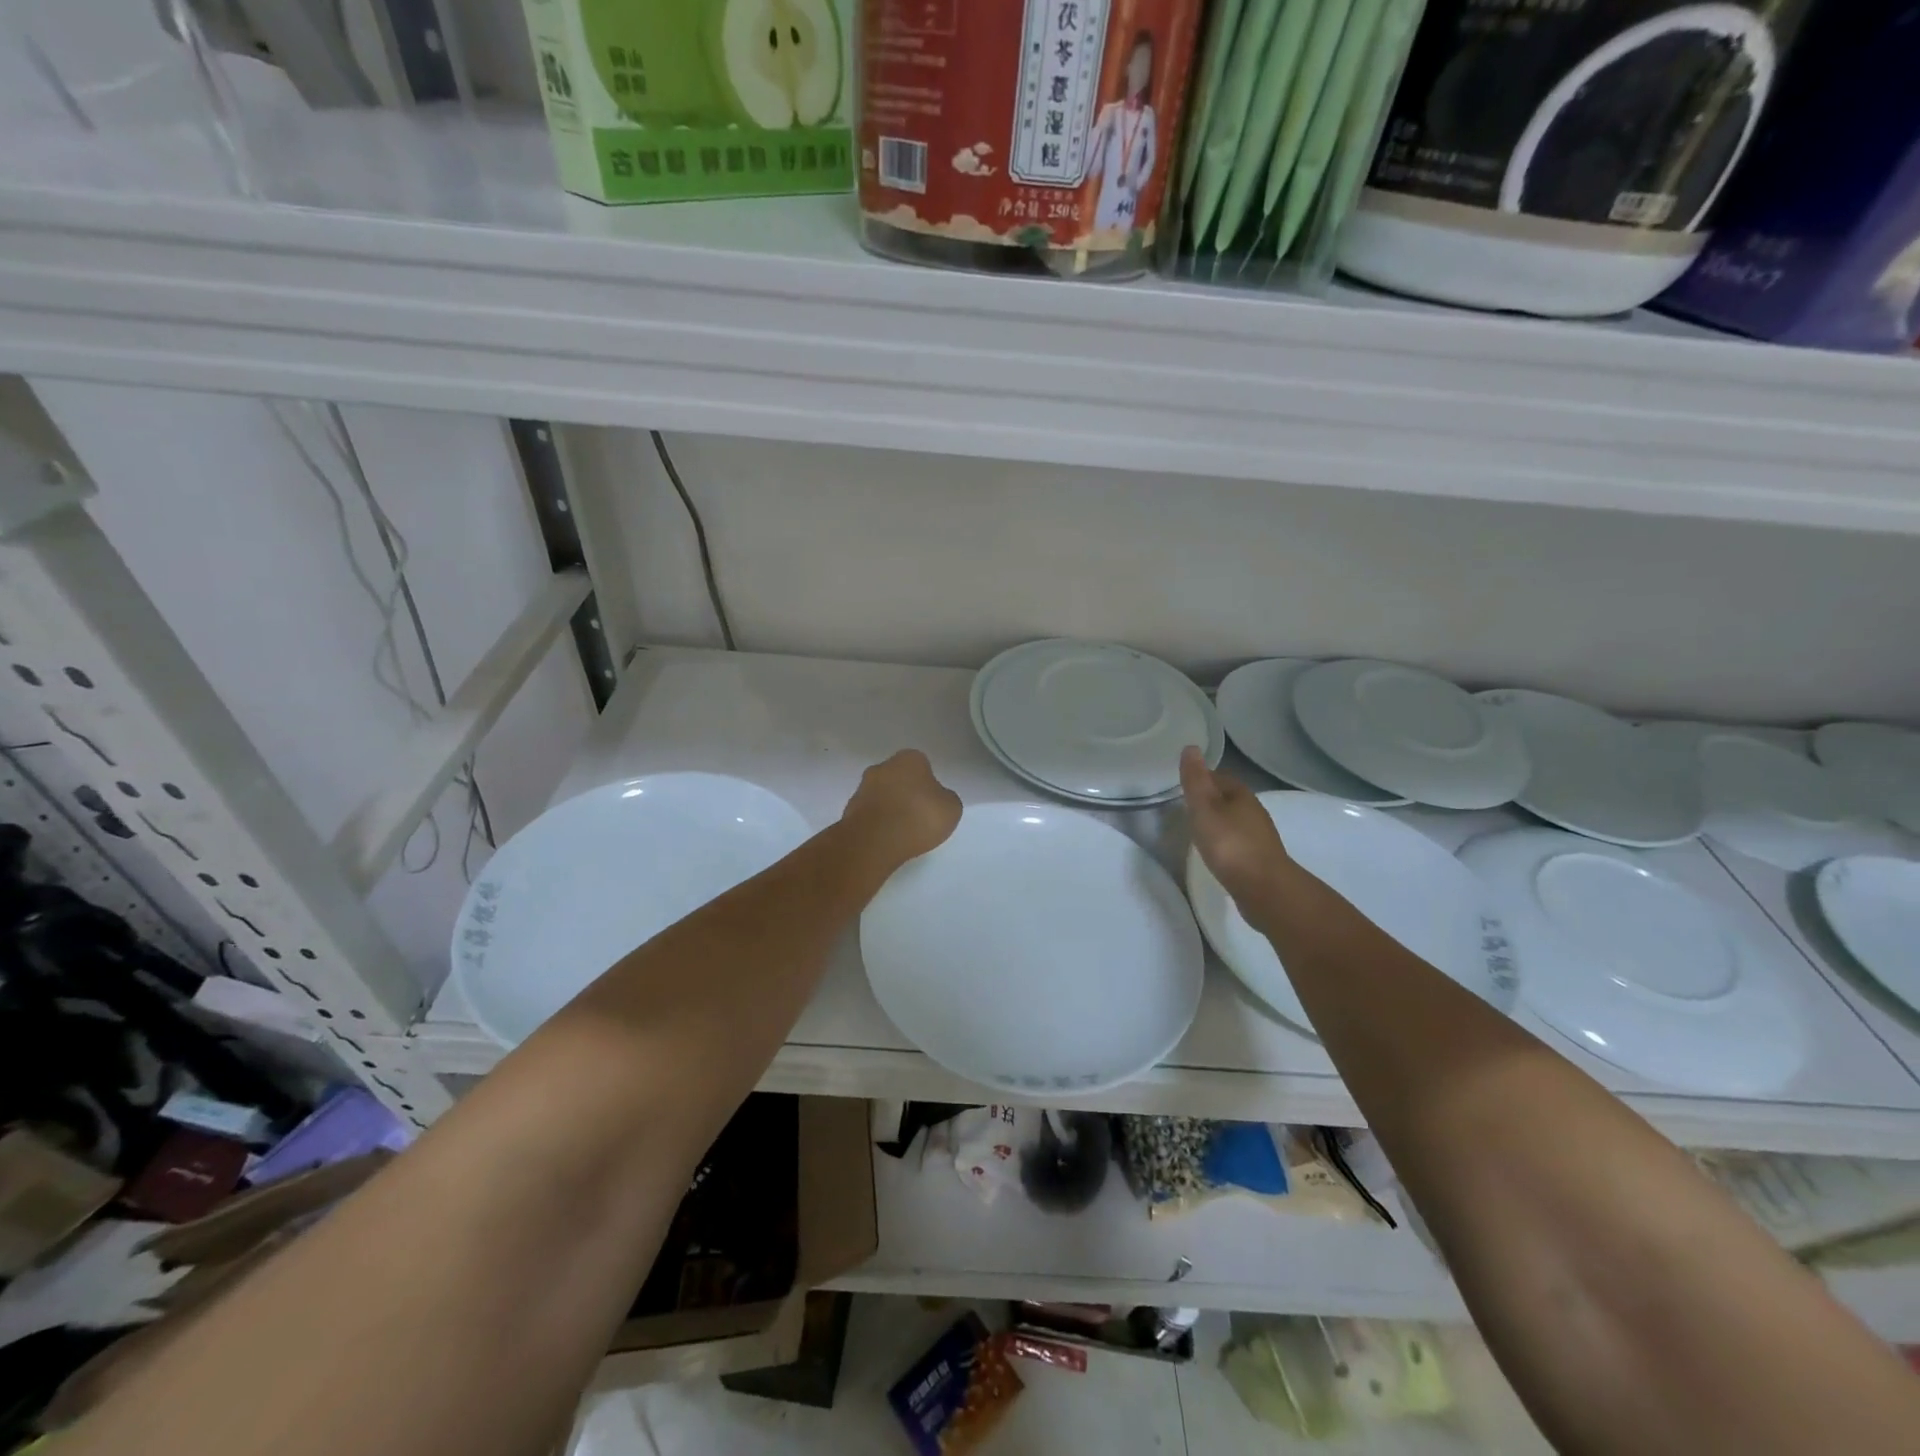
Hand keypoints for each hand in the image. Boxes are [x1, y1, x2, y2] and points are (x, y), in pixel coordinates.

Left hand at [840, 750, 961, 872]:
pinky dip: (877, 823)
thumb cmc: (919, 817)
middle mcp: (882, 766)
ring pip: (882, 795)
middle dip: (906, 792)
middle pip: (898, 777)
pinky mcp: (849, 810)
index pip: (922, 765)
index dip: (928, 783)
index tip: (932, 802)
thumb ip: (945, 798)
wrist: (875, 841)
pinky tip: (886, 839)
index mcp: (909, 758)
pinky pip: (870, 814)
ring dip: (890, 808)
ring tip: (902, 832)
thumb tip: (937, 799)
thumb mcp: (951, 808)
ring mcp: (862, 788)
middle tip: (918, 815)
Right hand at [1181, 747, 1293, 905]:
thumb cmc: (1229, 844)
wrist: (1264, 889)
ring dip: (1218, 822)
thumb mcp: (1204, 808)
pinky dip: (1226, 841)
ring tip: (1198, 830)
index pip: (1218, 777)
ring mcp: (1259, 836)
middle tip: (1186, 807)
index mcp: (1241, 794)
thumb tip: (1191, 747)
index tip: (1183, 786)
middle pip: (1228, 798)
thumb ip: (1195, 780)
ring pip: (1234, 820)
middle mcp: (1254, 811)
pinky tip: (1216, 852)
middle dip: (1209, 800)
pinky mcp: (1259, 858)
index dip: (1200, 779)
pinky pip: (1238, 841)